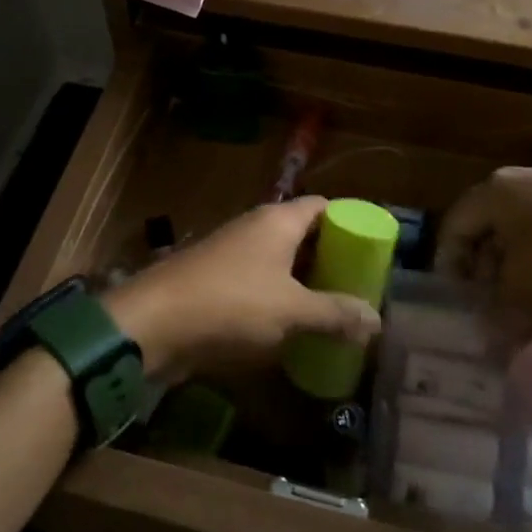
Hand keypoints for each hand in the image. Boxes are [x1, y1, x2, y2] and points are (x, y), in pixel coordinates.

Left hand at [105, 197, 380, 382]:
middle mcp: (256, 227)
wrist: (154, 322)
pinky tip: (294, 325)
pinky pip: (259, 281)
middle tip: (359, 285)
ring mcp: (233, 253)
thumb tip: (377, 320)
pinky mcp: (216, 280)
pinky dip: (279, 297)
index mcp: (278, 221)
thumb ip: (335, 313)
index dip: (349, 222)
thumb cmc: (231, 304)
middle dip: (330, 257)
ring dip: (305, 280)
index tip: (372, 249)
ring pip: (280, 260)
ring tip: (334, 308)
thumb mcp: (291, 311)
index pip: (323, 206)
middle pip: (303, 233)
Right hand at [433, 168, 531, 342]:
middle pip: (487, 229)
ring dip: (517, 270)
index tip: (458, 299)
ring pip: (520, 234)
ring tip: (527, 306)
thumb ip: (499, 305)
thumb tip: (491, 332)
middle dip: (486, 270)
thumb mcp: (525, 283)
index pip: (454, 227)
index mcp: (492, 192)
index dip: (450, 265)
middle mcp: (516, 184)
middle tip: (492, 306)